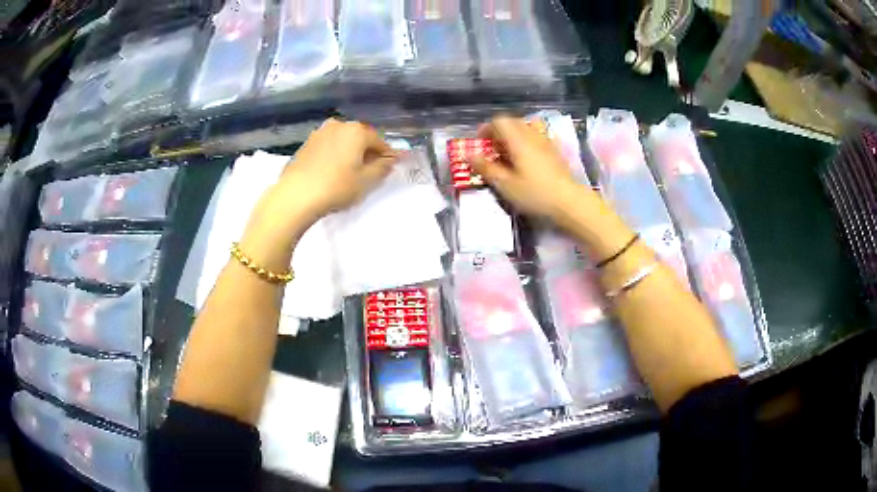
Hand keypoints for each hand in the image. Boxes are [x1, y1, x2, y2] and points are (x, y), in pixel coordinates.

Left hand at [240, 119, 398, 265]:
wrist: (295, 196)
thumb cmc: (336, 187)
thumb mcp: (366, 181)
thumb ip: (382, 167)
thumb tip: (390, 159)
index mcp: (356, 130)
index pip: (379, 141)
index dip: (386, 156)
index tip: (389, 169)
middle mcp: (338, 125)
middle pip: (360, 138)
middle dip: (366, 152)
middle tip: (368, 172)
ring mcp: (319, 133)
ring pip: (342, 141)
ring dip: (349, 153)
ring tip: (349, 173)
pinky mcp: (306, 144)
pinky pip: (328, 147)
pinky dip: (334, 155)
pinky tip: (331, 172)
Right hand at [470, 116, 581, 221]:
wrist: (570, 202)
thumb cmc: (535, 193)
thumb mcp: (505, 184)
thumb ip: (486, 168)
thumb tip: (468, 155)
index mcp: (518, 139)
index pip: (499, 121)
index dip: (486, 128)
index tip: (480, 143)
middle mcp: (532, 135)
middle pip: (513, 122)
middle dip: (499, 132)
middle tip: (492, 150)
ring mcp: (546, 142)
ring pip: (526, 129)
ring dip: (514, 136)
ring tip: (509, 154)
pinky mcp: (555, 152)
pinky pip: (537, 138)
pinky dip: (527, 143)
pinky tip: (527, 161)